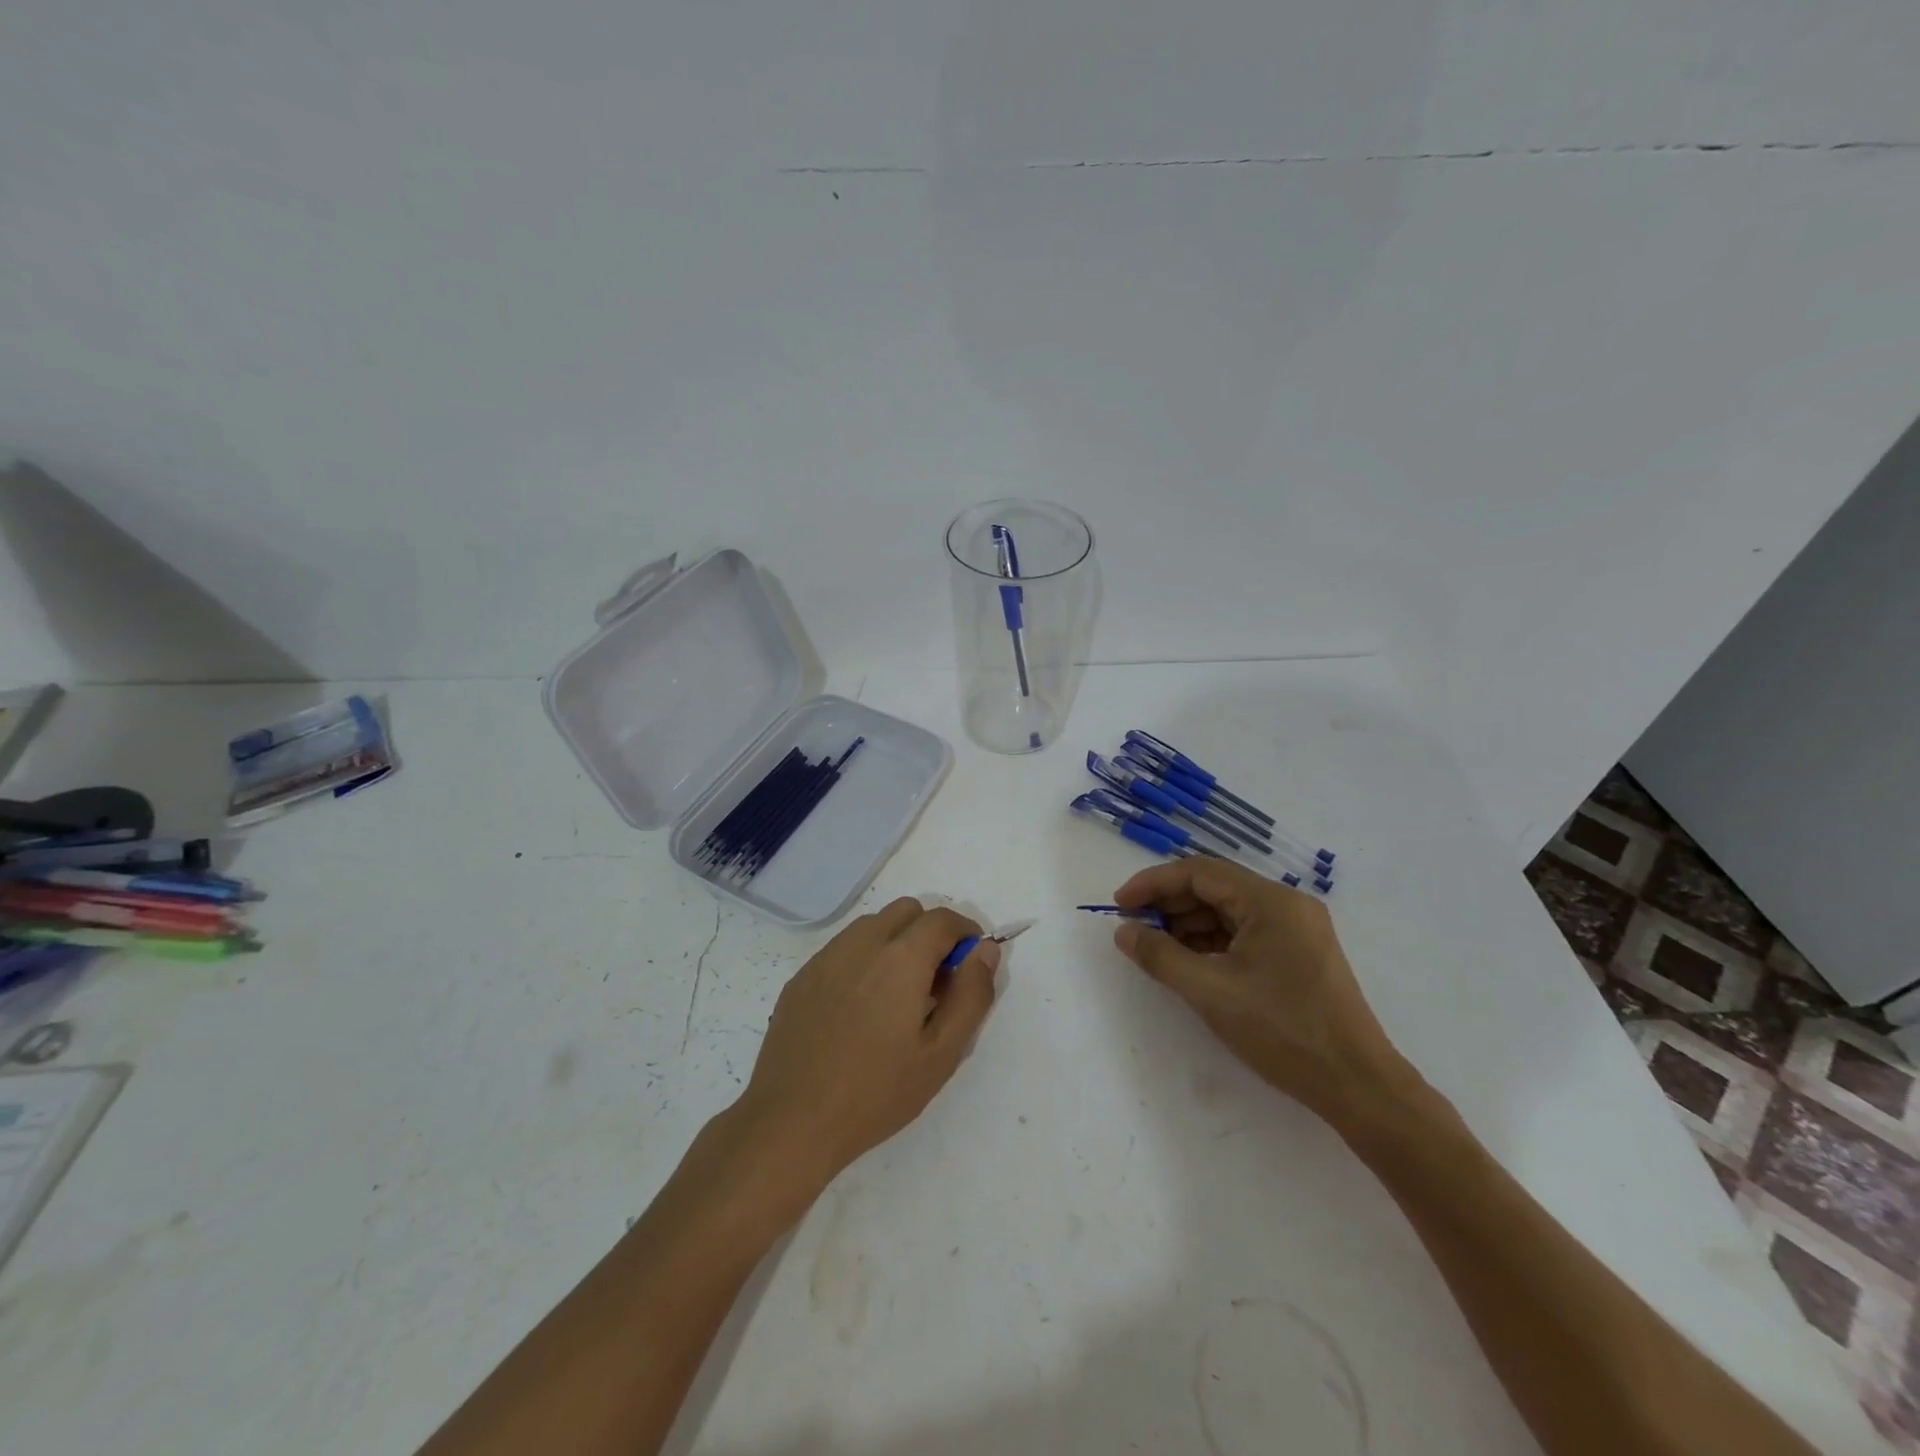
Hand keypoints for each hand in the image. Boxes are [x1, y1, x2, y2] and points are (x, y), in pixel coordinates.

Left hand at [736, 897, 998, 1192]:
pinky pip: (844, 948)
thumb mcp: (942, 1053)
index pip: (943, 919)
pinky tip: (860, 1009)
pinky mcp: (803, 976)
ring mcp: (827, 956)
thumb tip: (985, 950)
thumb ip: (971, 995)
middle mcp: (862, 942)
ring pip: (873, 925)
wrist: (791, 1121)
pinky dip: (864, 959)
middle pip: (907, 911)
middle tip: (936, 983)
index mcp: (901, 957)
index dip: (966, 934)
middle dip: (930, 933)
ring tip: (898, 997)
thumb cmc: (876, 1092)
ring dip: (896, 942)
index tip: (971, 965)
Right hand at [1111, 858, 1414, 1123]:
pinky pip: (1246, 932)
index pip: (1199, 872)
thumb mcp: (1211, 992)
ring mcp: (1297, 929)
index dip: (1153, 883)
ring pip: (1229, 911)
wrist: (1358, 1085)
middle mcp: (1286, 904)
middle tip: (1134, 927)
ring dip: (1189, 923)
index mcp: (1270, 901)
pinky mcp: (1300, 953)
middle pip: (1215, 887)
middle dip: (1170, 904)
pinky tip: (1191, 961)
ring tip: (1157, 948)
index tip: (1120, 904)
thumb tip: (1124, 931)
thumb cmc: (1283, 1032)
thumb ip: (1161, 956)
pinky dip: (1213, 941)